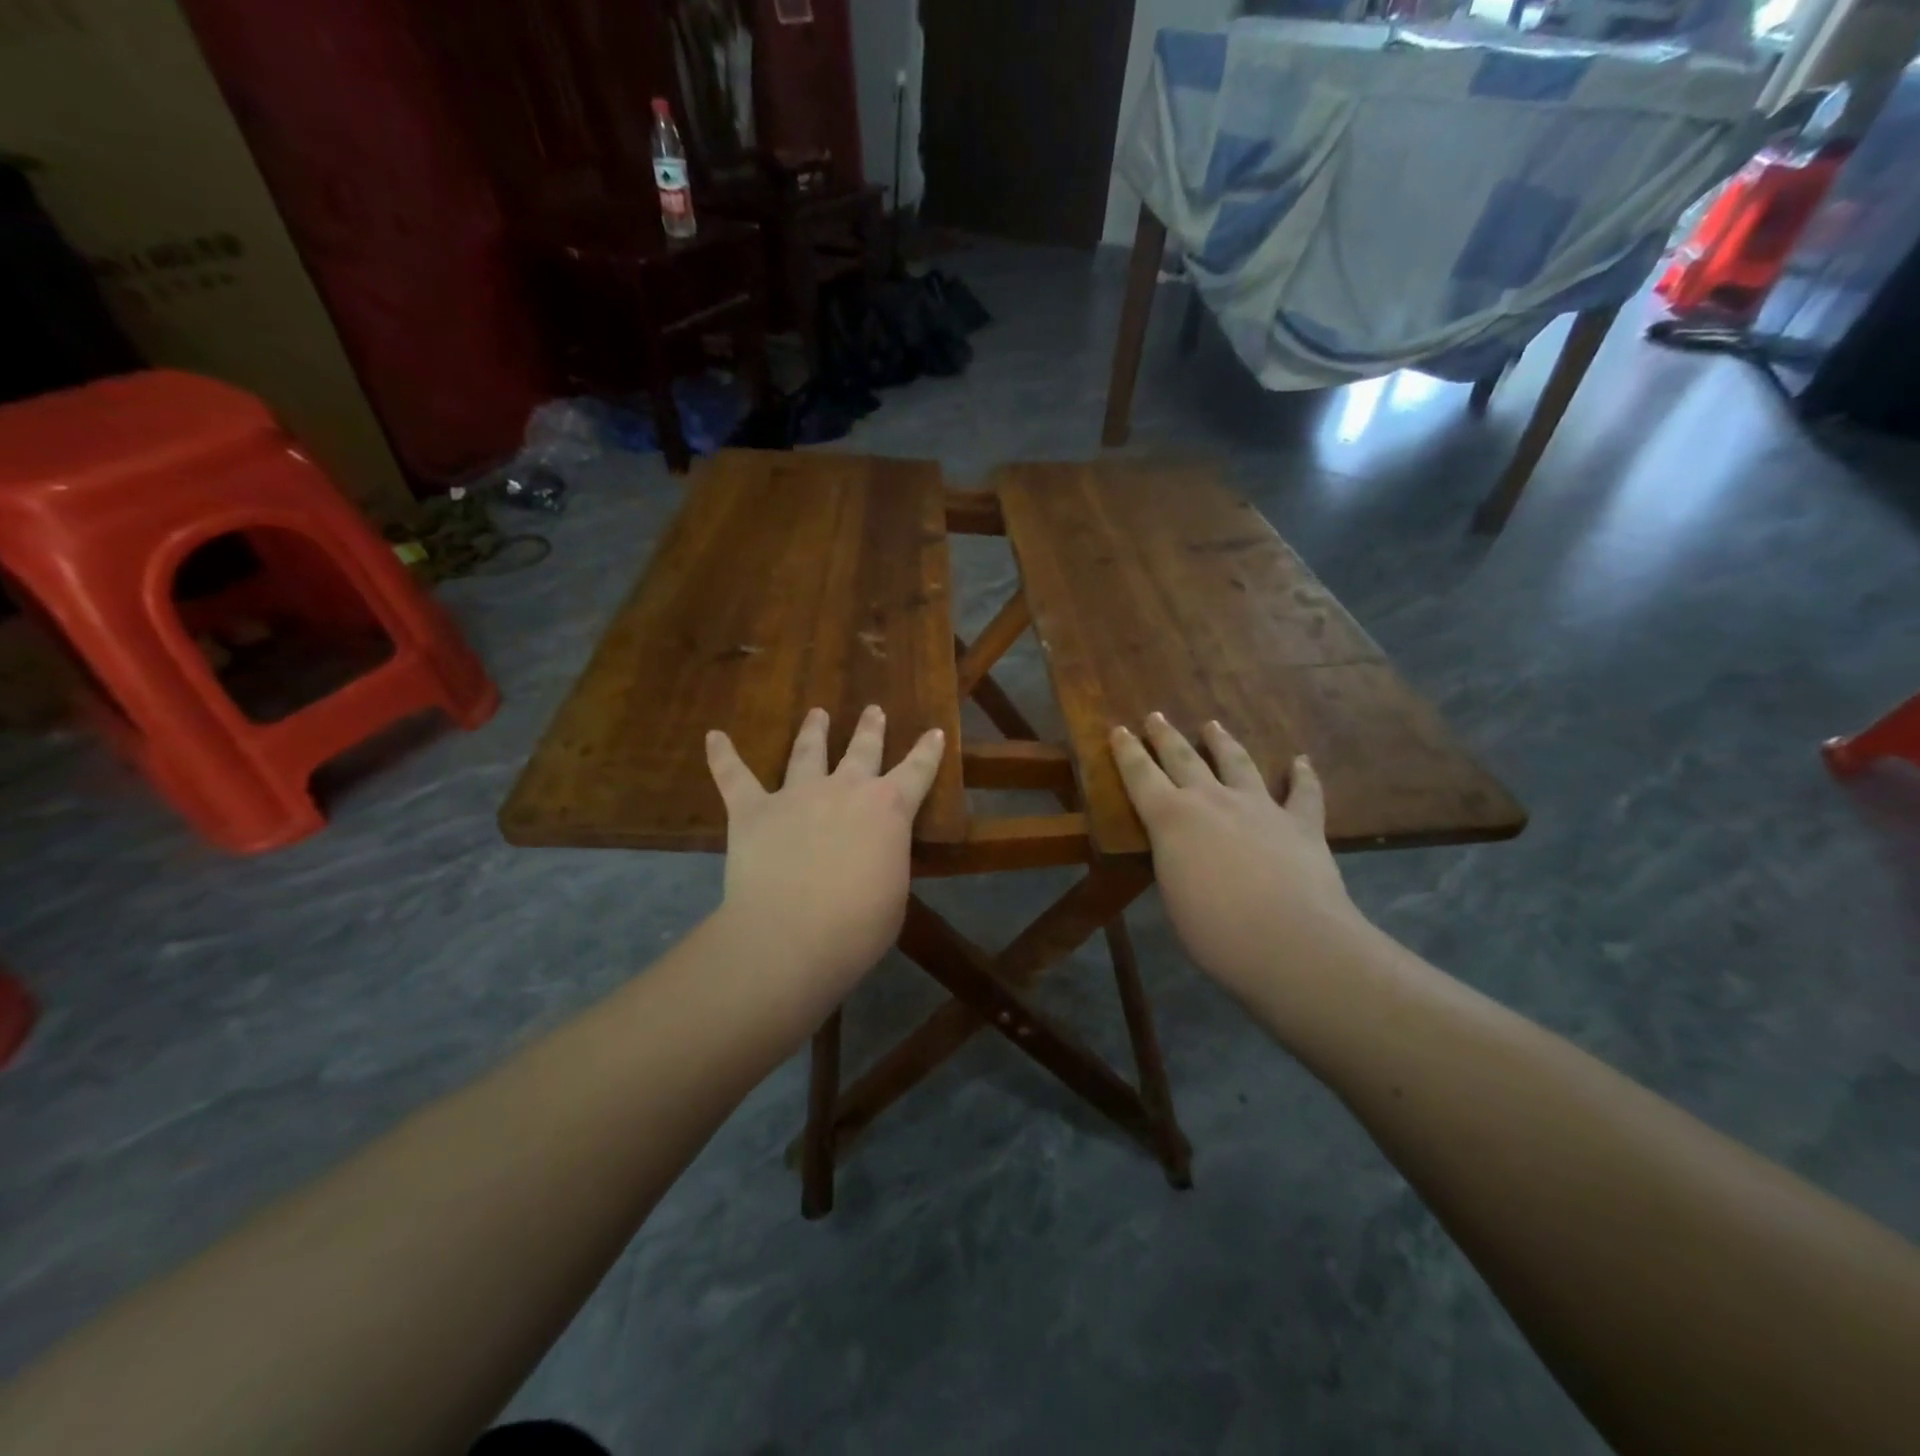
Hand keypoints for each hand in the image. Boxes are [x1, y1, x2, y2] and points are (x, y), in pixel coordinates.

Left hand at [706, 706, 945, 991]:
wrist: (792, 935)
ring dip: (813, 730)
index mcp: (889, 809)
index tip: (934, 731)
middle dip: (870, 729)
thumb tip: (873, 856)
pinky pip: (735, 776)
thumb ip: (885, 861)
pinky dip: (723, 756)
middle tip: (873, 709)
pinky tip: (714, 737)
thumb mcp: (893, 892)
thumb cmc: (858, 925)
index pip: (917, 771)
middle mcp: (845, 789)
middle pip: (863, 749)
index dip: (928, 751)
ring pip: (807, 751)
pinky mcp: (753, 810)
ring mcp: (797, 795)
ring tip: (817, 713)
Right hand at [1110, 714, 1366, 1002]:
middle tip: (1155, 717)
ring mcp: (1260, 806)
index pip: (1140, 776)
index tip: (1119, 730)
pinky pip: (1303, 792)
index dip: (1127, 752)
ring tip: (1213, 725)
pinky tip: (1301, 761)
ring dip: (1222, 742)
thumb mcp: (1175, 895)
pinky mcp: (1301, 822)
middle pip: (1183, 758)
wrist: (1291, 941)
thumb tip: (1182, 855)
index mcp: (1171, 819)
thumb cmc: (1215, 931)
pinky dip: (1302, 775)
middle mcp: (1212, 800)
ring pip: (1237, 763)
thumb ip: (1175, 863)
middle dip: (1165, 737)